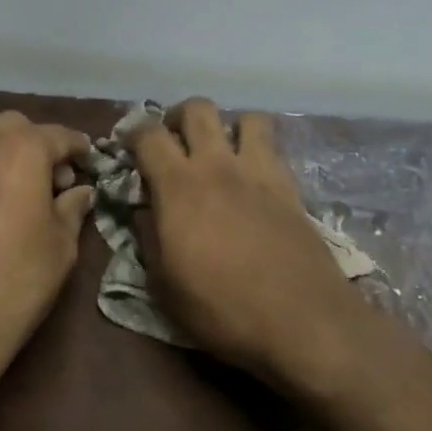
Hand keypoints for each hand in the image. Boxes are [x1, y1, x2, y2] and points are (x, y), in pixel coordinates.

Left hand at [0, 110, 95, 394]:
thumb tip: (81, 192)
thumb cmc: (14, 281)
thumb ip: (73, 208)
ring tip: (28, 196)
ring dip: (10, 155)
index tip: (92, 164)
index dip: (79, 149)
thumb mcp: (60, 246)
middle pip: (17, 127)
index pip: (59, 135)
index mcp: (20, 149)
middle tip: (58, 182)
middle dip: (40, 144)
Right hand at [127, 99, 361, 378]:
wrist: (302, 321)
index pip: (149, 134)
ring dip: (229, 127)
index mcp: (179, 186)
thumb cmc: (222, 309)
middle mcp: (218, 166)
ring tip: (222, 152)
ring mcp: (259, 172)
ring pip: (246, 118)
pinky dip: (260, 150)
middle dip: (179, 116)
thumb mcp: (165, 285)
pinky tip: (254, 178)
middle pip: (198, 109)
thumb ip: (149, 237)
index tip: (129, 146)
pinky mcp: (291, 186)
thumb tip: (143, 209)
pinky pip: (275, 147)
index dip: (134, 132)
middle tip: (174, 141)